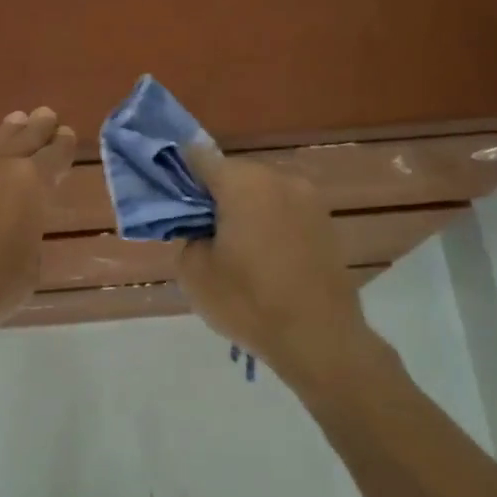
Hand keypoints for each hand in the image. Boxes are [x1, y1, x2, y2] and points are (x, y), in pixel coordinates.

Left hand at [0, 107, 75, 352]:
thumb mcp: (28, 268)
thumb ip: (29, 239)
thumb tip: (19, 233)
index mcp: (33, 184)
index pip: (55, 155)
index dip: (63, 145)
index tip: (66, 133)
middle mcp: (2, 167)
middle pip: (25, 137)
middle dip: (38, 127)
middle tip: (46, 115)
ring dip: (9, 132)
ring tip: (17, 120)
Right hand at [177, 146, 378, 399]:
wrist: (319, 338)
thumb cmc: (249, 302)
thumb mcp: (194, 272)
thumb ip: (188, 234)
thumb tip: (200, 225)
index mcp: (243, 183)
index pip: (200, 157)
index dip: (180, 171)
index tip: (171, 193)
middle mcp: (279, 178)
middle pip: (234, 173)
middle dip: (214, 193)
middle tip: (200, 227)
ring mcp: (308, 197)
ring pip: (262, 190)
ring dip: (244, 206)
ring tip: (233, 245)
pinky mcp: (325, 220)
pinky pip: (284, 208)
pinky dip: (268, 221)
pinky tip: (262, 254)